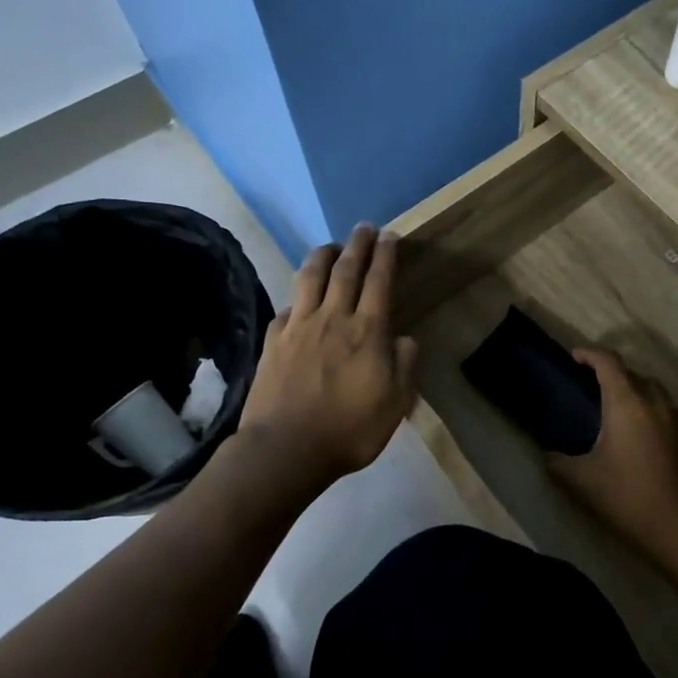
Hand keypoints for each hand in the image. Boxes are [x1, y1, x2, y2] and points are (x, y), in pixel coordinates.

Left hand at [239, 225, 418, 484]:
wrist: (286, 450)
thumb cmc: (350, 430)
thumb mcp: (395, 404)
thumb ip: (404, 365)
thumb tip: (404, 339)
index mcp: (367, 331)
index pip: (379, 281)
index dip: (386, 256)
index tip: (390, 236)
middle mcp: (333, 318)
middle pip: (346, 270)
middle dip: (358, 245)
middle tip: (364, 227)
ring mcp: (298, 327)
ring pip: (310, 278)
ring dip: (323, 256)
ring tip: (332, 246)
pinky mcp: (273, 342)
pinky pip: (287, 307)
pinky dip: (297, 297)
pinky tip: (299, 298)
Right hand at [548, 349, 677, 558]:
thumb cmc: (626, 496)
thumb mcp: (581, 480)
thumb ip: (559, 462)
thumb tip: (547, 455)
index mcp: (627, 402)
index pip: (608, 362)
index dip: (589, 354)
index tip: (574, 356)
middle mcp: (655, 401)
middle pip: (633, 373)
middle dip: (612, 374)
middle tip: (592, 387)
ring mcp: (677, 419)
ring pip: (654, 391)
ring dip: (635, 391)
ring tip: (617, 409)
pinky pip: (667, 411)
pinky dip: (651, 411)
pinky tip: (641, 435)